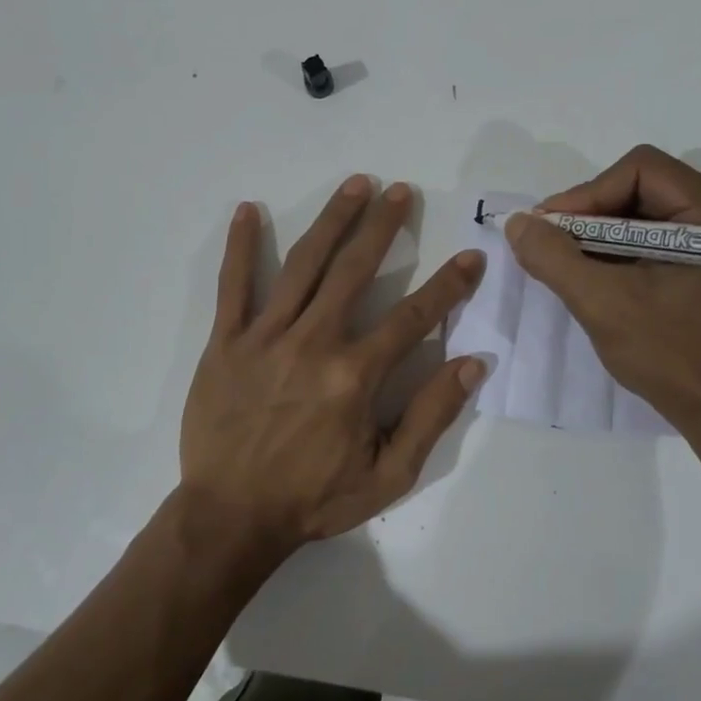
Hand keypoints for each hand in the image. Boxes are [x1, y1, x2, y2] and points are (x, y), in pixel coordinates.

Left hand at [179, 175, 486, 558]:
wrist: (231, 516)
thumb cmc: (313, 498)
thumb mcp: (388, 474)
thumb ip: (431, 415)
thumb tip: (473, 363)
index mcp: (355, 375)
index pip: (414, 317)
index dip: (448, 286)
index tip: (471, 257)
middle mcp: (314, 343)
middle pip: (355, 271)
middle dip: (383, 226)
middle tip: (400, 190)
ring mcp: (266, 337)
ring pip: (304, 265)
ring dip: (332, 221)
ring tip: (354, 185)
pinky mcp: (226, 341)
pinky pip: (233, 285)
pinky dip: (242, 246)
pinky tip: (249, 210)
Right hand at [506, 145, 700, 435]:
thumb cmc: (672, 357)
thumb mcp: (603, 304)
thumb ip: (554, 258)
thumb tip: (517, 223)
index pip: (640, 170)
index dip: (586, 194)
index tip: (549, 230)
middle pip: (642, 186)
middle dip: (590, 214)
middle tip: (552, 244)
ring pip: (644, 211)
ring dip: (600, 233)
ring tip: (567, 261)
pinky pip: (655, 237)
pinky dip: (619, 250)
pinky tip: (594, 274)